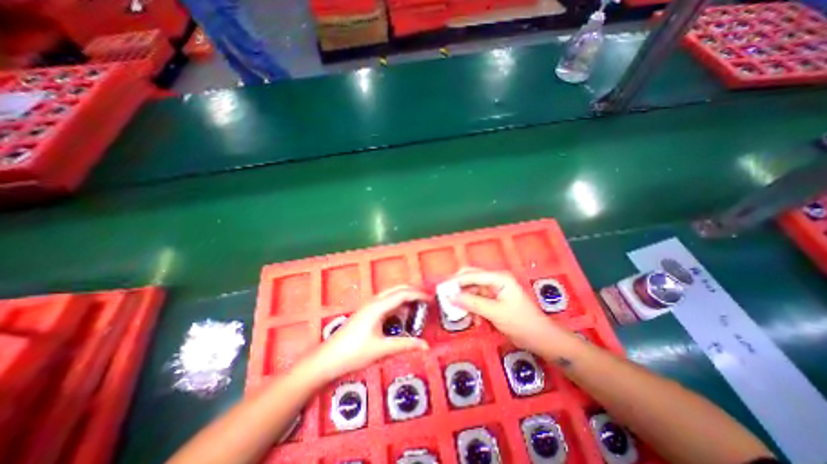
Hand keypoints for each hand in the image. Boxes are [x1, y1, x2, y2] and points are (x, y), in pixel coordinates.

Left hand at [306, 286, 429, 379]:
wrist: (328, 358)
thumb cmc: (354, 353)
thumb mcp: (381, 349)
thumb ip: (405, 345)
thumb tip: (426, 346)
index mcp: (378, 306)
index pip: (403, 294)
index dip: (418, 295)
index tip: (431, 300)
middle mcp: (374, 301)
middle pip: (397, 289)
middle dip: (413, 292)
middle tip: (426, 302)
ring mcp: (369, 306)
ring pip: (391, 295)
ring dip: (405, 298)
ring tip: (416, 309)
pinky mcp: (367, 312)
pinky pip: (386, 302)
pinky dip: (397, 305)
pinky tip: (401, 317)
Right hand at [446, 268, 569, 351]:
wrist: (540, 338)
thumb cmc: (520, 322)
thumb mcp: (495, 313)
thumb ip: (472, 303)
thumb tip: (450, 297)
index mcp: (498, 277)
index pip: (472, 275)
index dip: (456, 281)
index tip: (442, 288)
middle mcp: (495, 280)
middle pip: (471, 278)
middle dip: (458, 287)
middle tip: (445, 297)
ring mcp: (495, 289)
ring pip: (472, 289)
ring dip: (465, 299)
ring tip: (456, 310)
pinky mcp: (494, 299)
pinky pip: (477, 299)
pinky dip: (472, 307)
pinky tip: (472, 318)